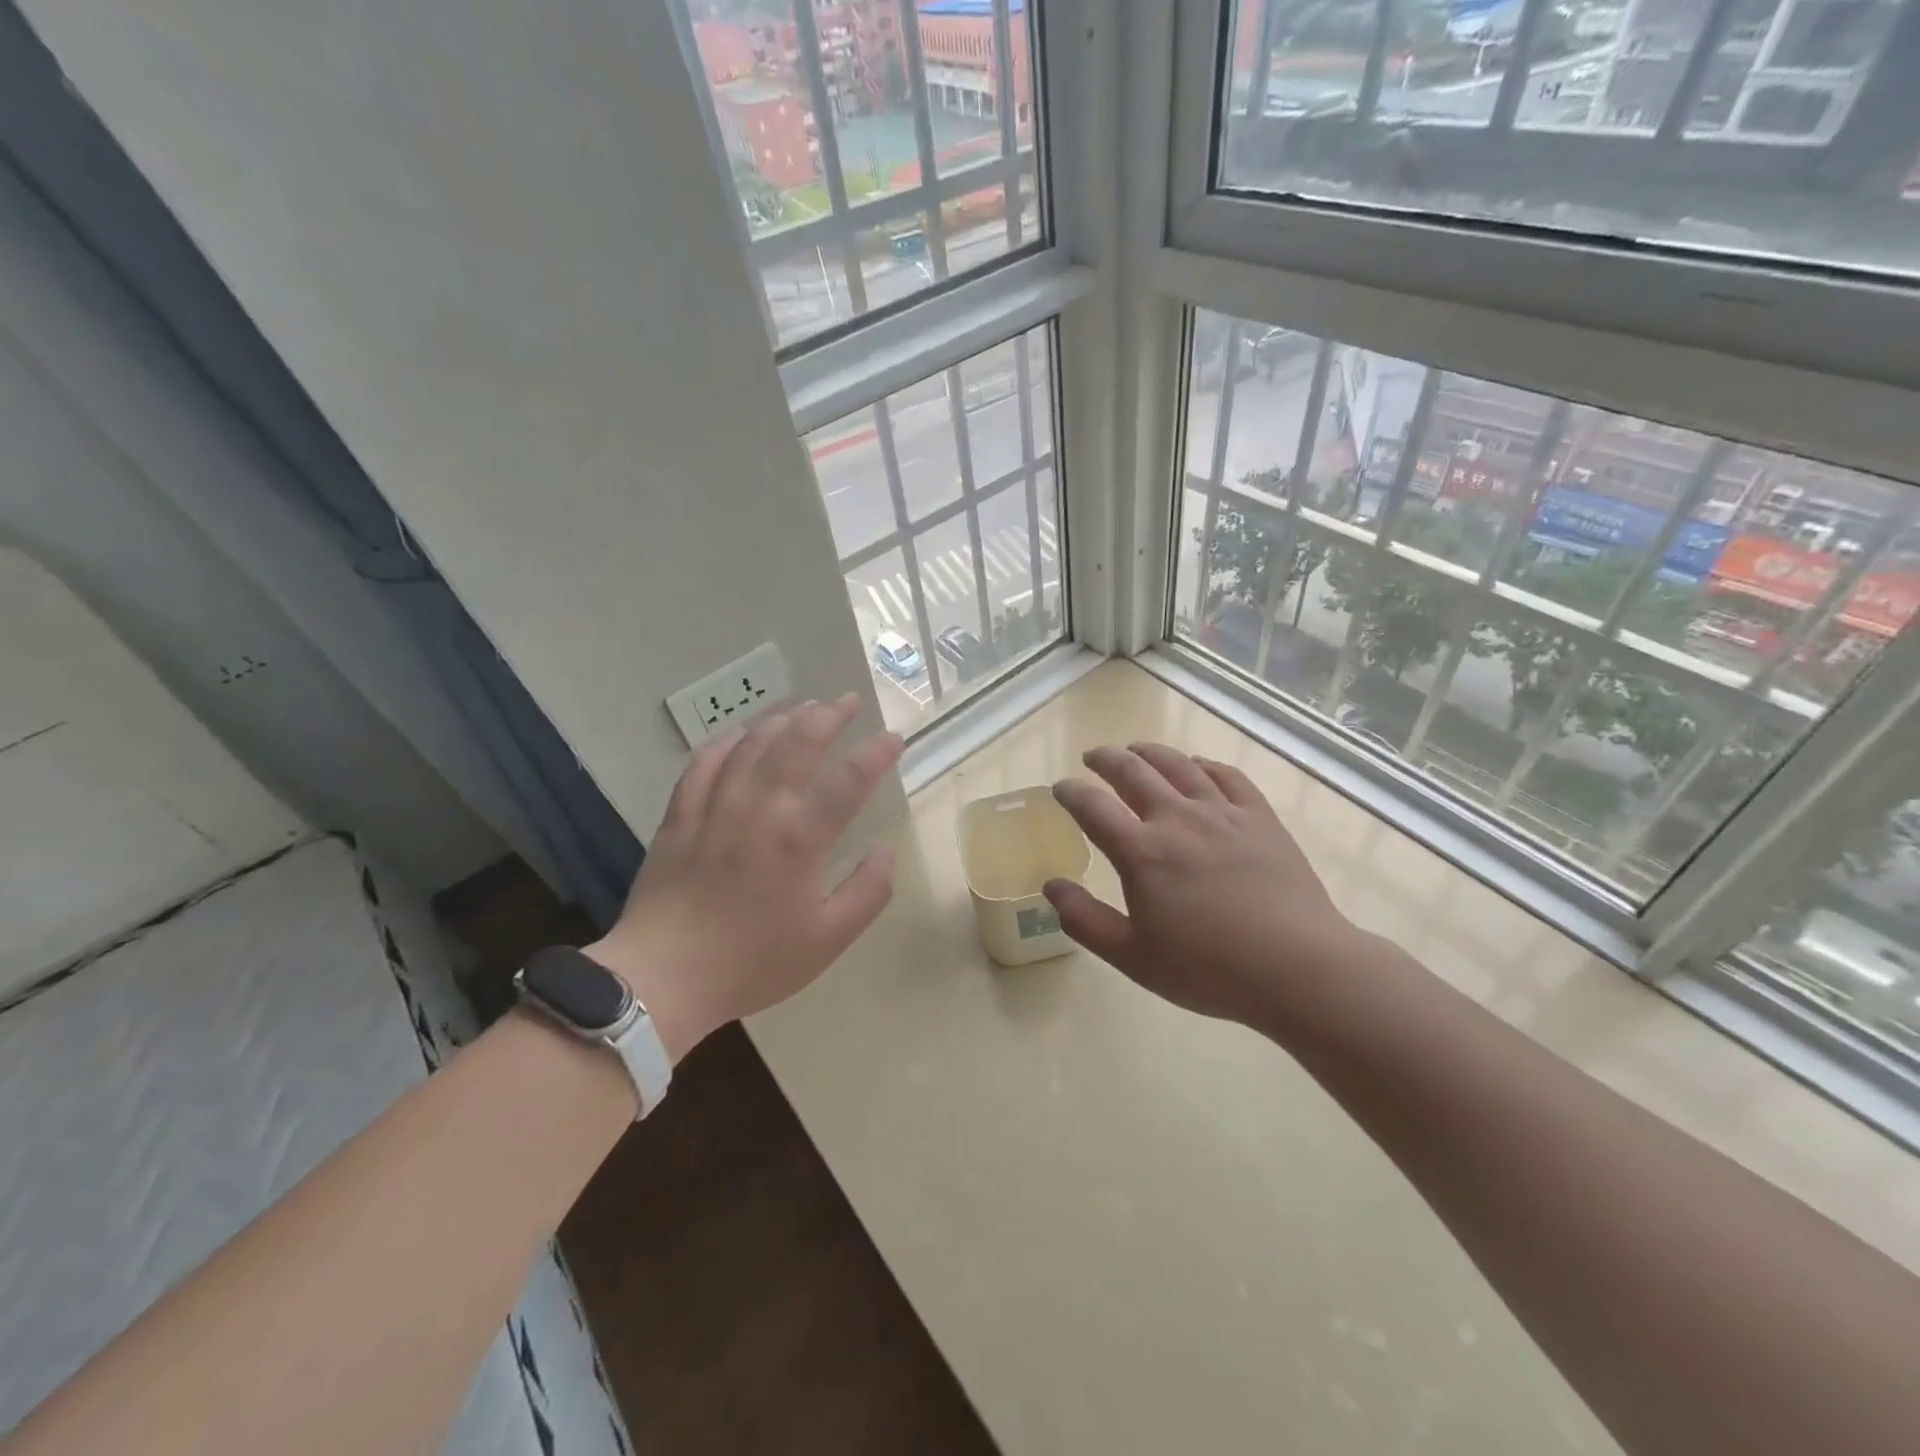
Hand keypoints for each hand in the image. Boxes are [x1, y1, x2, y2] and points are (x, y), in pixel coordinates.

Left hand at [587, 694, 901, 1060]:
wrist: (663, 977)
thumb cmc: (753, 962)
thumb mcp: (829, 939)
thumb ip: (868, 890)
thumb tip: (885, 848)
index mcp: (800, 836)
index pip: (849, 777)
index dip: (877, 752)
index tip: (894, 737)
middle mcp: (760, 806)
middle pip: (798, 741)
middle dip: (829, 715)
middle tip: (848, 701)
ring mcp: (715, 804)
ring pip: (752, 742)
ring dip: (783, 717)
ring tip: (804, 707)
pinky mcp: (680, 814)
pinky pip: (705, 760)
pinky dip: (728, 740)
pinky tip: (741, 733)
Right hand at [1043, 743, 1363, 1032]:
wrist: (1298, 966)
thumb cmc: (1209, 968)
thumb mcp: (1133, 957)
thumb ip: (1085, 920)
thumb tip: (1052, 885)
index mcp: (1141, 852)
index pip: (1092, 807)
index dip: (1071, 792)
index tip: (1061, 788)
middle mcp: (1177, 819)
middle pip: (1133, 772)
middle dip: (1106, 759)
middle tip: (1093, 757)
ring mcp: (1222, 813)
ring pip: (1178, 765)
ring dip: (1150, 752)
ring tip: (1136, 749)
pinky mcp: (1259, 817)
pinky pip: (1226, 776)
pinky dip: (1204, 765)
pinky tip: (1197, 767)